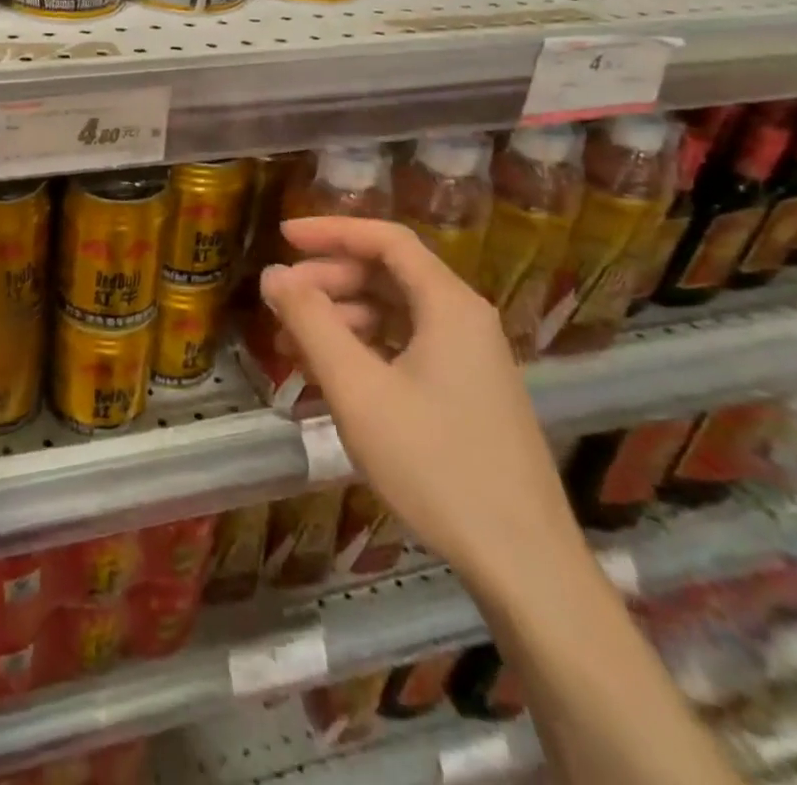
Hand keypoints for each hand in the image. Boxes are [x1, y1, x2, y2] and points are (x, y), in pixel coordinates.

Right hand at [260, 217, 586, 595]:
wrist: (524, 566)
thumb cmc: (435, 464)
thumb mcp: (358, 388)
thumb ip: (311, 322)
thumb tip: (273, 274)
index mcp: (449, 306)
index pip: (386, 240)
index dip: (331, 230)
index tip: (282, 235)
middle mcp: (464, 320)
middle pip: (386, 275)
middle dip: (327, 281)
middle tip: (279, 302)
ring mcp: (468, 359)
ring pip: (392, 314)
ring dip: (338, 319)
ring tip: (290, 346)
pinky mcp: (464, 393)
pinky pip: (403, 348)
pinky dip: (360, 350)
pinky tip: (326, 377)